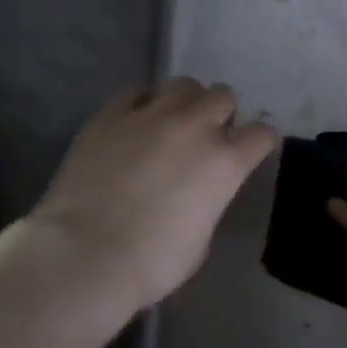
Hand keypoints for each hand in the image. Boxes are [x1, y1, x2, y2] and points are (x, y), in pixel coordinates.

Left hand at [26, 78, 277, 314]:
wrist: (85, 256)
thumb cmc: (152, 263)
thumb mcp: (202, 238)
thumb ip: (209, 202)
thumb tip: (198, 192)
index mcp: (226, 162)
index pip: (261, 134)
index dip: (258, 143)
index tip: (250, 153)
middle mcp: (195, 127)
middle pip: (223, 96)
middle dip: (221, 114)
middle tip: (207, 136)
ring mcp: (151, 115)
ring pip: (183, 84)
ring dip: (186, 101)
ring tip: (173, 121)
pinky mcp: (110, 115)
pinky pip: (135, 91)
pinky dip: (142, 102)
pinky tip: (135, 121)